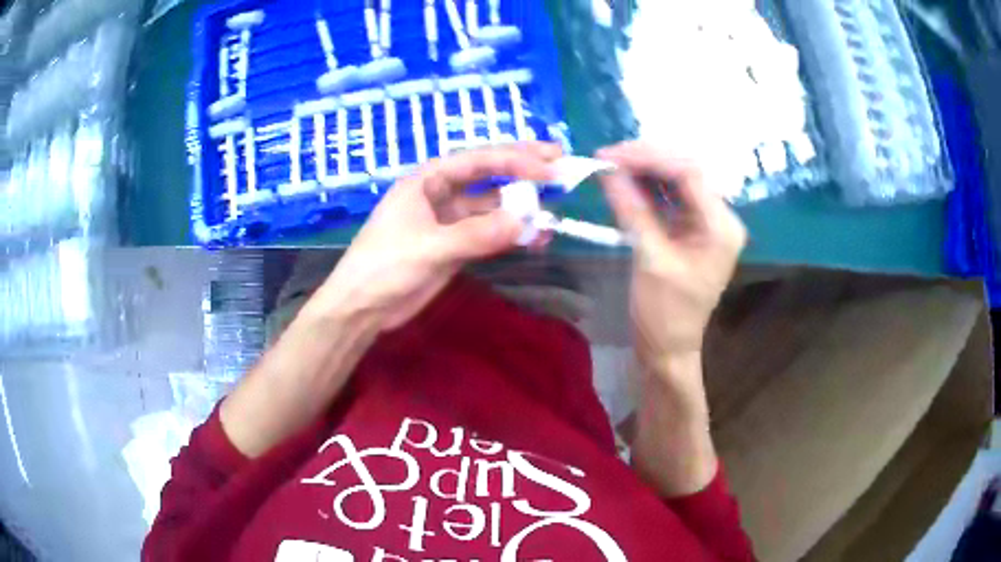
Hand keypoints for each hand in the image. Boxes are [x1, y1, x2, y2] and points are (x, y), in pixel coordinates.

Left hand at [316, 143, 560, 330]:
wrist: (362, 308)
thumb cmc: (384, 266)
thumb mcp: (429, 247)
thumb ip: (476, 234)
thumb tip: (525, 221)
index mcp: (427, 180)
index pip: (477, 160)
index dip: (514, 159)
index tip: (549, 166)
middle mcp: (440, 193)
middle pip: (487, 175)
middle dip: (522, 168)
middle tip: (560, 161)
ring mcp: (449, 221)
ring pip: (492, 207)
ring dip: (520, 208)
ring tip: (554, 211)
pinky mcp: (455, 246)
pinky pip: (490, 234)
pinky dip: (511, 235)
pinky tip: (535, 238)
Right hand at [597, 141, 746, 369]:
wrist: (668, 348)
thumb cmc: (664, 313)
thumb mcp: (649, 259)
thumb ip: (632, 209)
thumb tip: (608, 170)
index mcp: (721, 226)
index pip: (689, 173)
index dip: (649, 157)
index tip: (610, 156)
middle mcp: (719, 218)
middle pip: (684, 172)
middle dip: (645, 160)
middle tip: (607, 158)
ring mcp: (706, 223)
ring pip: (676, 181)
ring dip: (644, 171)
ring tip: (610, 166)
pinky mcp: (690, 229)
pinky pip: (669, 198)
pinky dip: (646, 188)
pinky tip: (623, 182)